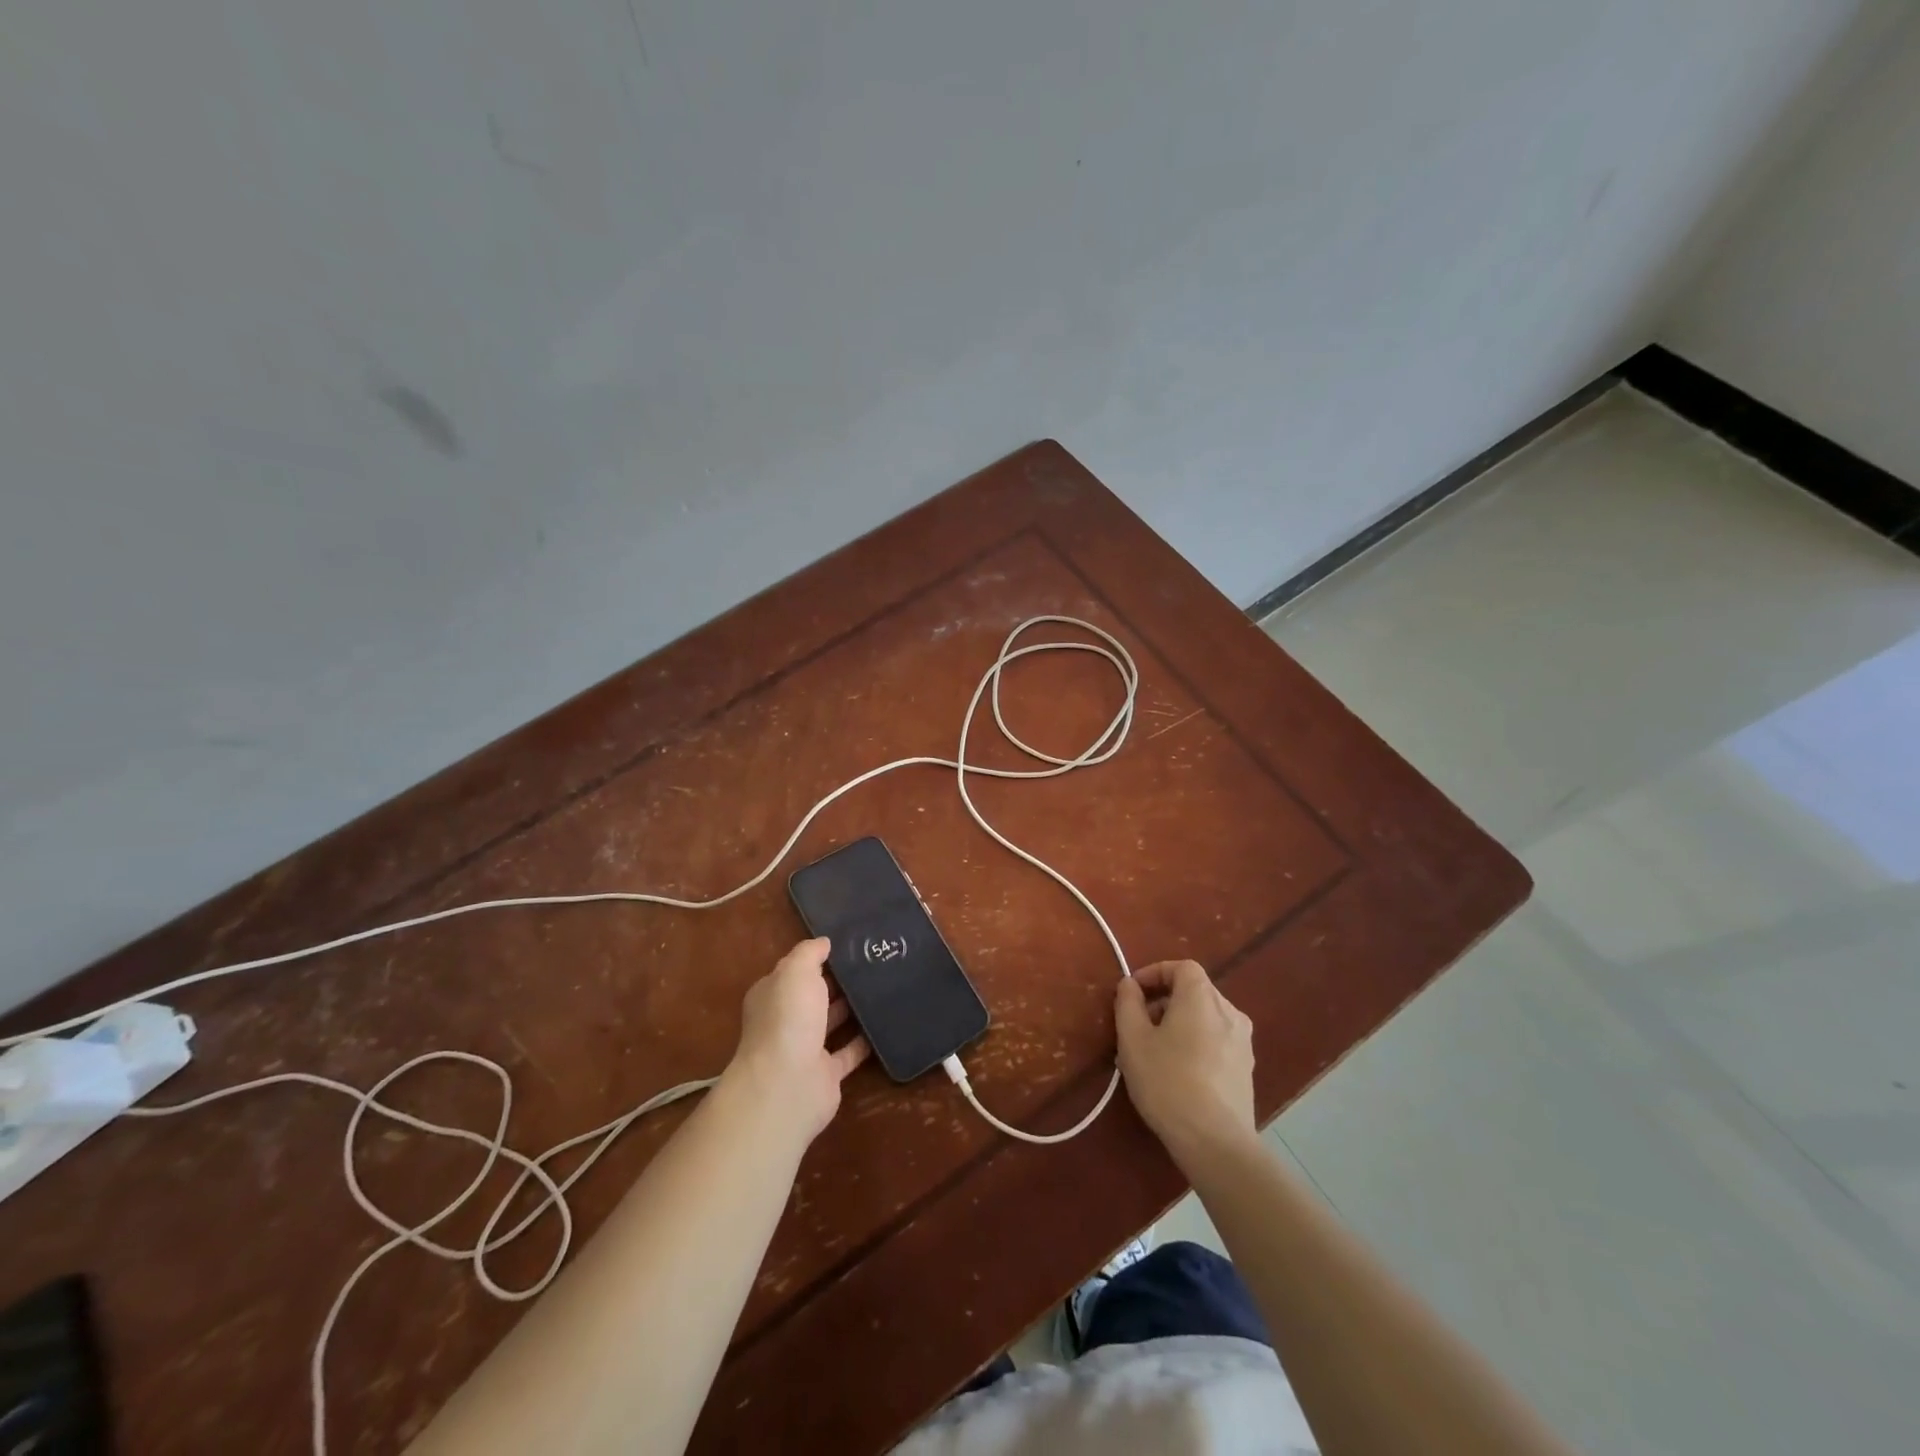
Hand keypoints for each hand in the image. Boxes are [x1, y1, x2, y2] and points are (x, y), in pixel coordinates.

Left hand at [724, 938, 870, 1143]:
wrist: (788, 1084)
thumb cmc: (788, 1019)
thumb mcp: (796, 971)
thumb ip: (809, 953)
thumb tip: (824, 942)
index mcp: (773, 995)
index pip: (794, 972)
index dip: (817, 958)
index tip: (848, 944)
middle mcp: (787, 1021)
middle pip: (814, 996)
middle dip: (838, 982)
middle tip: (873, 962)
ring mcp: (806, 1049)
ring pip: (832, 1023)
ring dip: (852, 1008)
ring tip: (884, 987)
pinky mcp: (827, 1074)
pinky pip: (849, 1052)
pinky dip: (864, 1040)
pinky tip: (886, 1022)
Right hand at [1114, 960, 1256, 1170]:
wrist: (1216, 1141)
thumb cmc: (1168, 1082)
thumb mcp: (1133, 1040)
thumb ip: (1128, 1003)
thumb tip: (1130, 985)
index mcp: (1202, 998)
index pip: (1182, 967)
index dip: (1155, 973)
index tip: (1133, 993)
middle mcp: (1229, 1011)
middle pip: (1195, 991)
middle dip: (1164, 1000)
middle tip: (1138, 1025)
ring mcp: (1243, 1042)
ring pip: (1206, 1017)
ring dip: (1179, 1023)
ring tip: (1155, 1051)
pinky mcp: (1247, 1069)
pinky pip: (1217, 1040)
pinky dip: (1196, 1042)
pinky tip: (1178, 1072)